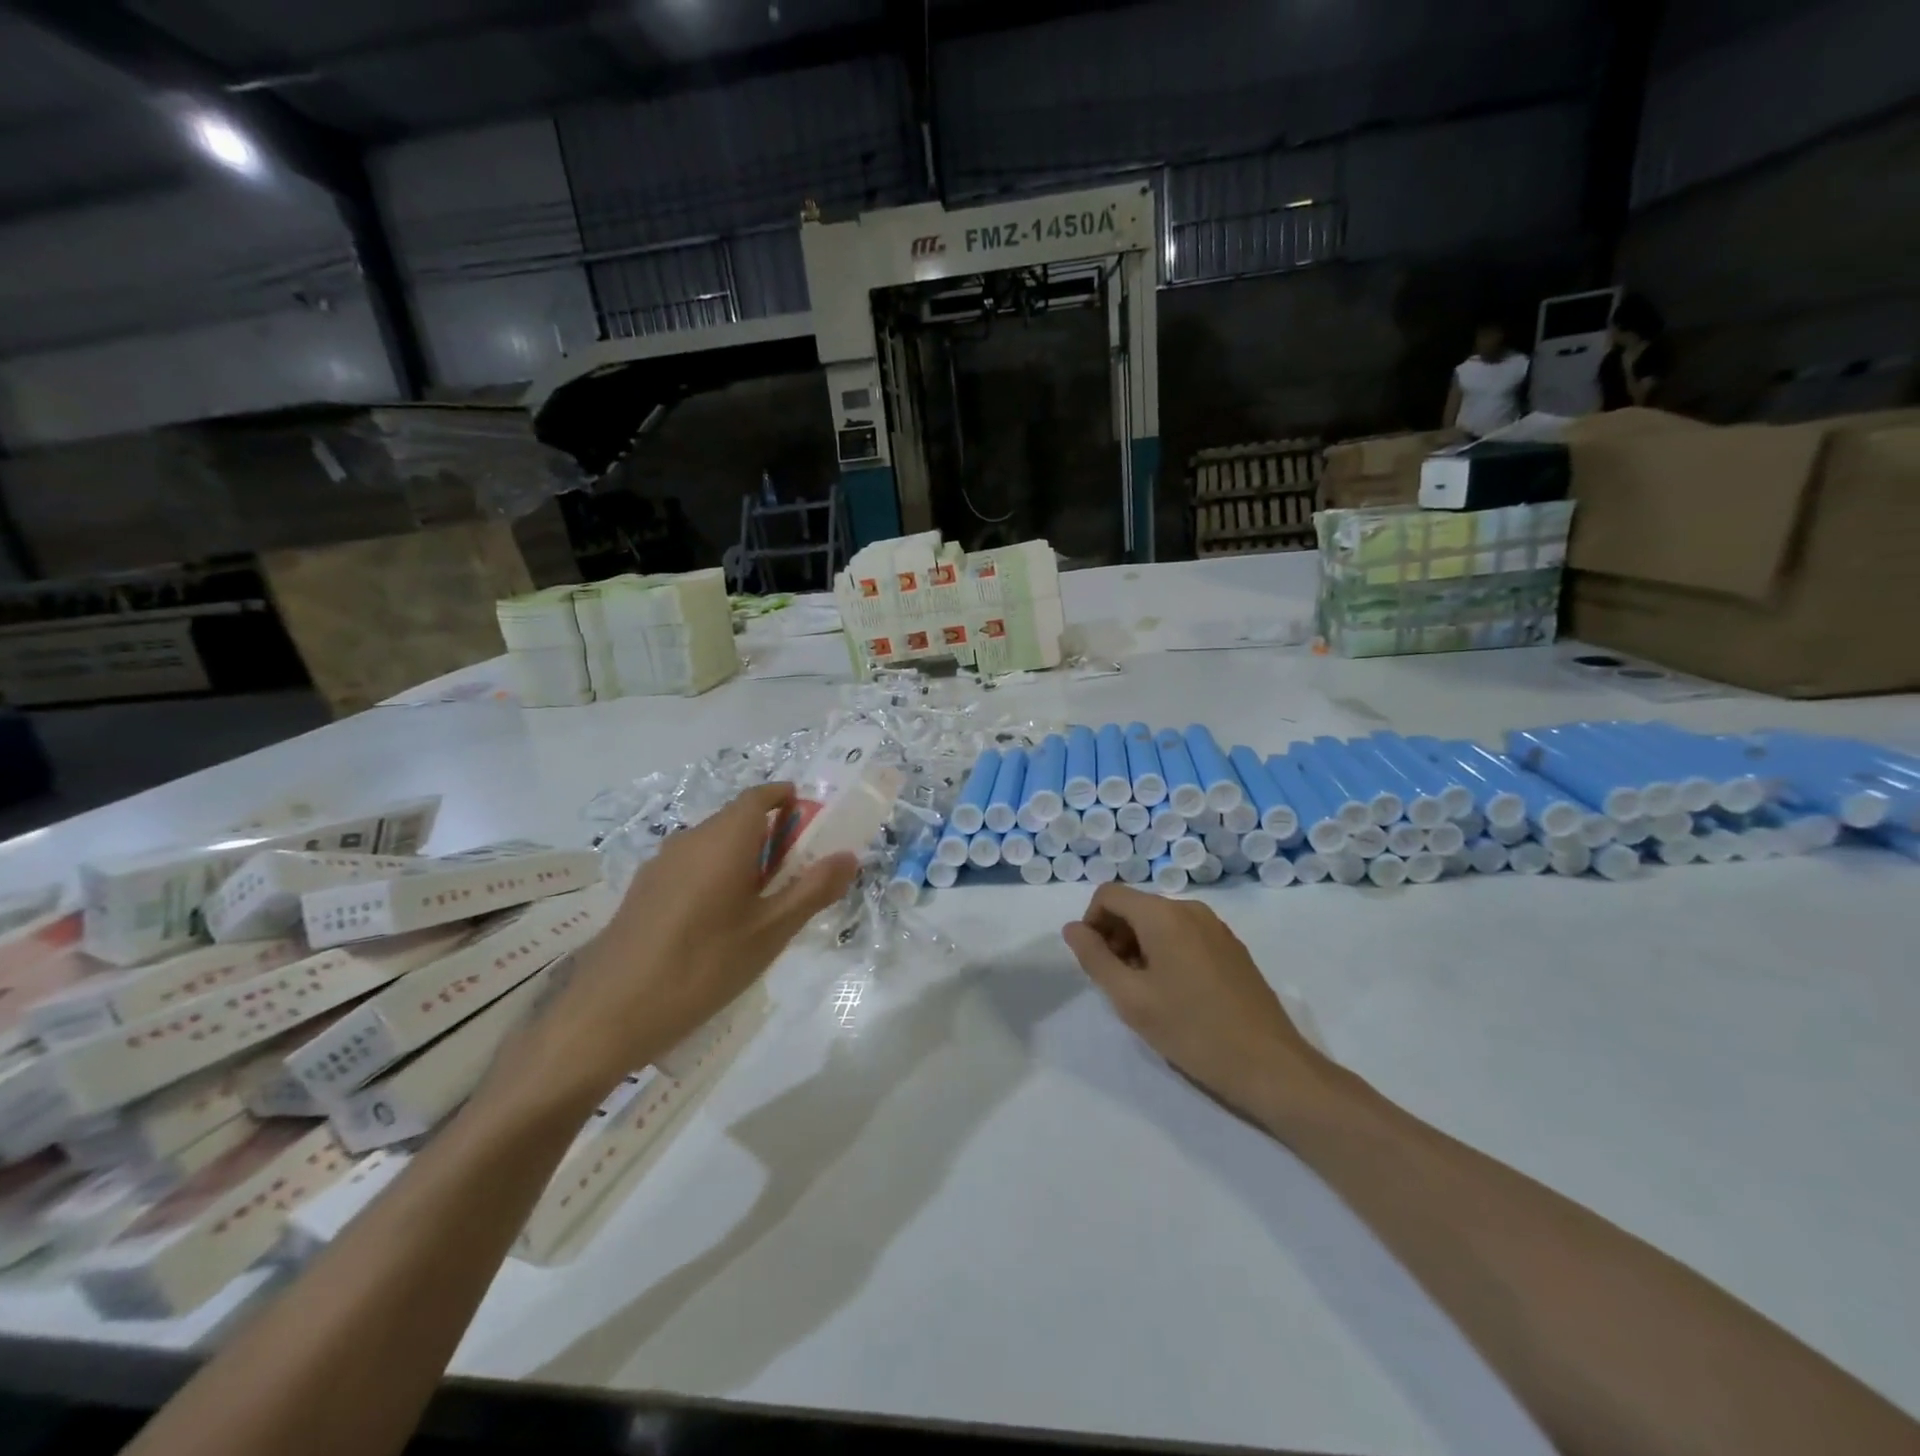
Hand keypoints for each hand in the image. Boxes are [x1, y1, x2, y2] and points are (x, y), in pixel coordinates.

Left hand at [535, 783, 857, 1096]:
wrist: (607, 1015)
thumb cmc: (702, 966)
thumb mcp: (770, 932)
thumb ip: (813, 890)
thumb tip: (848, 855)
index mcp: (724, 839)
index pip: (760, 796)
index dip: (788, 800)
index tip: (812, 823)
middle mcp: (690, 839)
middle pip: (738, 821)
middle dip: (772, 837)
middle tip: (798, 877)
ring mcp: (660, 865)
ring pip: (713, 846)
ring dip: (744, 860)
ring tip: (762, 907)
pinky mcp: (642, 892)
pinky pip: (691, 868)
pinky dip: (716, 878)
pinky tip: (719, 927)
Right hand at [1062, 884, 1324, 1123]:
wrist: (1271, 1066)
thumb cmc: (1192, 1031)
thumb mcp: (1131, 999)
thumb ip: (1094, 958)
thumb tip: (1073, 928)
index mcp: (1164, 915)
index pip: (1109, 895)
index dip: (1091, 923)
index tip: (1093, 963)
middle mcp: (1190, 910)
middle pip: (1135, 906)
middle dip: (1115, 936)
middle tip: (1115, 983)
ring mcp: (1216, 928)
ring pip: (1160, 922)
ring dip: (1139, 947)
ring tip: (1144, 993)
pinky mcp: (1232, 948)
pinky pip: (1185, 935)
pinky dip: (1166, 953)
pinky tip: (1175, 996)